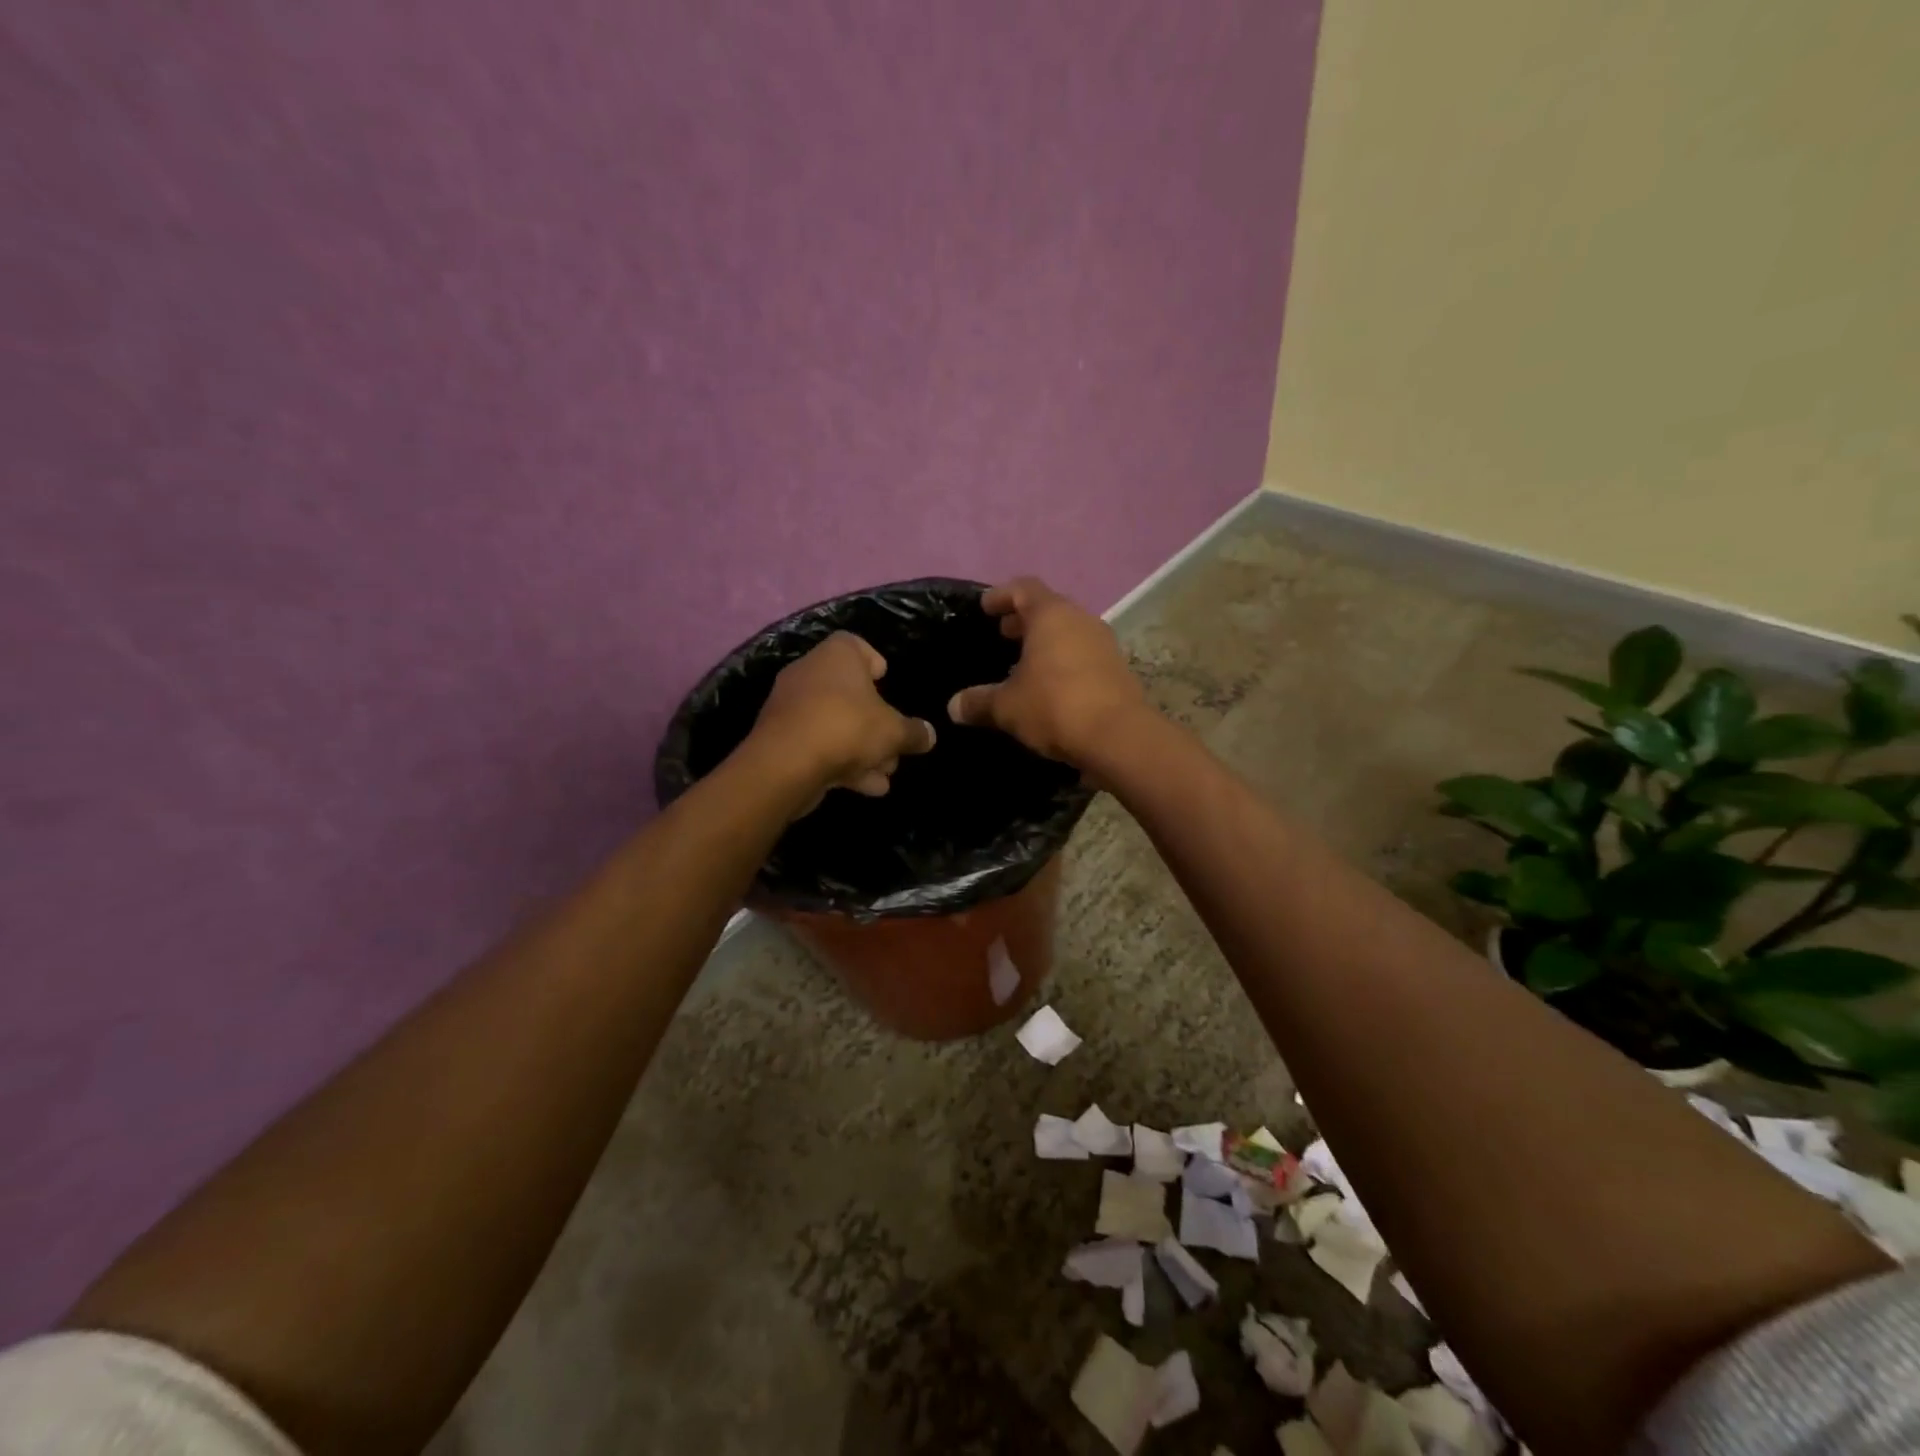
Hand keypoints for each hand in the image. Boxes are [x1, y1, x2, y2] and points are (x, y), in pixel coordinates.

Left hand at [746, 632, 936, 806]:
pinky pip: (818, 745)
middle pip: (848, 693)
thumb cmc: (847, 728)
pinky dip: (841, 763)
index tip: (886, 680)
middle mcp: (809, 673)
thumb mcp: (894, 732)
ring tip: (885, 774)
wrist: (786, 764)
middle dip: (875, 723)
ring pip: (835, 724)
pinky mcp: (780, 739)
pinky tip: (866, 787)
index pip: (854, 644)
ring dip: (862, 750)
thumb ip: (914, 732)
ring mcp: (791, 707)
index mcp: (836, 656)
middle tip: (895, 745)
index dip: (873, 661)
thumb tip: (929, 735)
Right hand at [946, 577, 1148, 765]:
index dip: (1001, 595)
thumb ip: (978, 702)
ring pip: (1068, 632)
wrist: (1118, 737)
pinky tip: (1050, 685)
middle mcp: (1080, 620)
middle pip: (1048, 608)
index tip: (985, 608)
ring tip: (1023, 663)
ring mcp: (1103, 643)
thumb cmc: (1055, 706)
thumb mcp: (1007, 707)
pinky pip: (1083, 654)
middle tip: (1003, 634)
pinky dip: (1064, 661)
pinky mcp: (1117, 669)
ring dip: (1046, 642)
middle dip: (1024, 619)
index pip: (1023, 588)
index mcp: (1051, 615)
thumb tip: (953, 706)